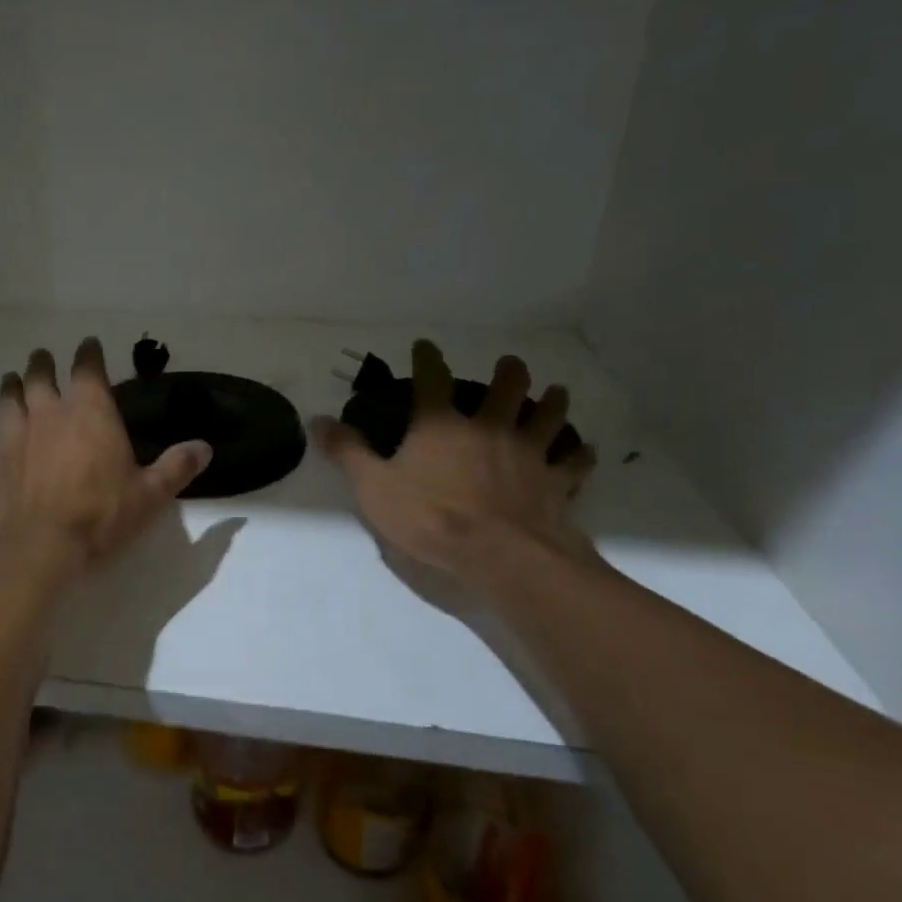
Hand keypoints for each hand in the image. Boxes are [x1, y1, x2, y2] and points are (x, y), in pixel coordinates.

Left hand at [0, 339, 211, 573]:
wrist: (41, 546)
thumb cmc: (101, 515)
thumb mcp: (150, 494)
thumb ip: (177, 467)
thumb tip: (204, 447)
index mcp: (90, 411)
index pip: (87, 368)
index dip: (88, 353)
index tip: (89, 343)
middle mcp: (50, 413)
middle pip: (40, 375)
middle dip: (42, 363)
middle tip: (42, 356)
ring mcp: (17, 436)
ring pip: (8, 400)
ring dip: (10, 388)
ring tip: (11, 380)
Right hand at [312, 344, 598, 590]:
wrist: (498, 555)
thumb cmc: (429, 518)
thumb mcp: (373, 487)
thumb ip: (347, 452)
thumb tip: (318, 419)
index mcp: (441, 426)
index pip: (432, 380)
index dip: (428, 359)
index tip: (425, 345)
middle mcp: (488, 428)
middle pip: (506, 389)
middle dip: (509, 372)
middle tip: (510, 364)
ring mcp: (527, 453)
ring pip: (548, 417)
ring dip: (551, 402)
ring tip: (555, 391)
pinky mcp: (555, 483)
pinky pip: (574, 463)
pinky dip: (579, 454)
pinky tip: (584, 450)